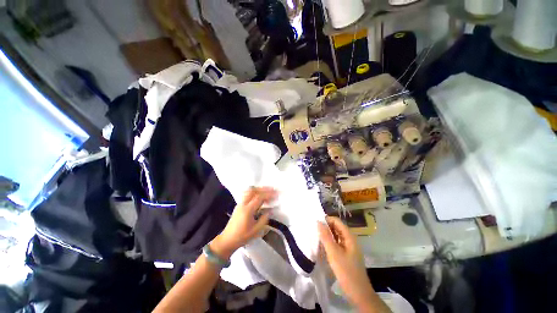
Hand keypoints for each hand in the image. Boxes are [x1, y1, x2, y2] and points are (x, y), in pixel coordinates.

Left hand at [211, 187, 275, 258]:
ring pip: (249, 191)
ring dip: (259, 189)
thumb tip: (270, 210)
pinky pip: (247, 194)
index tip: (276, 194)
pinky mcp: (239, 205)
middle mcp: (243, 204)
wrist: (227, 240)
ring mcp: (240, 203)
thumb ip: (264, 219)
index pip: (259, 197)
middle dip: (264, 188)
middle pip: (254, 190)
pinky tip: (259, 195)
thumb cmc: (242, 236)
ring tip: (267, 190)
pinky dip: (255, 192)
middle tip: (273, 189)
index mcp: (248, 210)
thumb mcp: (256, 230)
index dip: (269, 194)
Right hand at [318, 216, 380, 310]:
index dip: (326, 220)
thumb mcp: (333, 253)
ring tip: (317, 238)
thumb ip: (325, 236)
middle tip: (315, 231)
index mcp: (349, 236)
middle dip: (326, 228)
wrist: (359, 293)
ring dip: (327, 235)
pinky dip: (330, 243)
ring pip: (336, 236)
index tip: (316, 224)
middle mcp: (350, 239)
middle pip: (336, 227)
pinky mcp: (347, 254)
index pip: (336, 221)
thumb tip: (318, 222)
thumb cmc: (346, 271)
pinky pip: (337, 243)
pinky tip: (323, 247)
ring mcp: (349, 247)